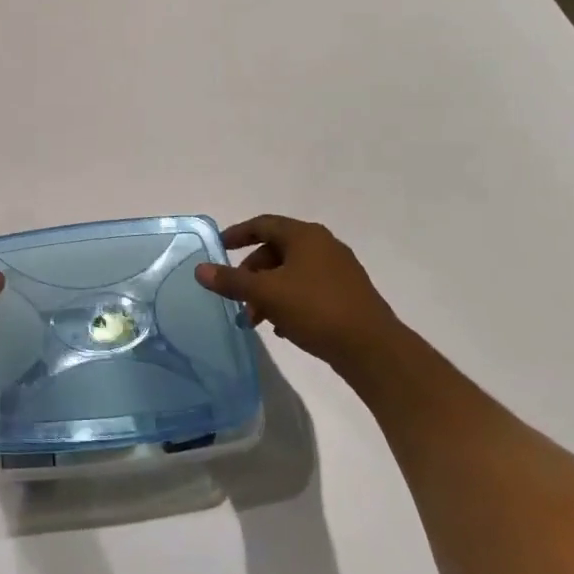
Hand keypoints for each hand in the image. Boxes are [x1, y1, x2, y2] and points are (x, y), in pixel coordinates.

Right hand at [195, 215, 401, 368]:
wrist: (373, 349)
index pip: (263, 224)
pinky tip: (282, 327)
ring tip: (256, 319)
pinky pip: (308, 290)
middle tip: (236, 296)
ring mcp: (339, 271)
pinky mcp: (348, 295)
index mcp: (305, 236)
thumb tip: (200, 269)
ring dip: (268, 292)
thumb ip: (231, 281)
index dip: (237, 234)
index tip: (219, 248)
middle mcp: (323, 246)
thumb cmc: (315, 309)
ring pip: (291, 273)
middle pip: (275, 251)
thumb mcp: (266, 293)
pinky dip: (289, 302)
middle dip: (251, 274)